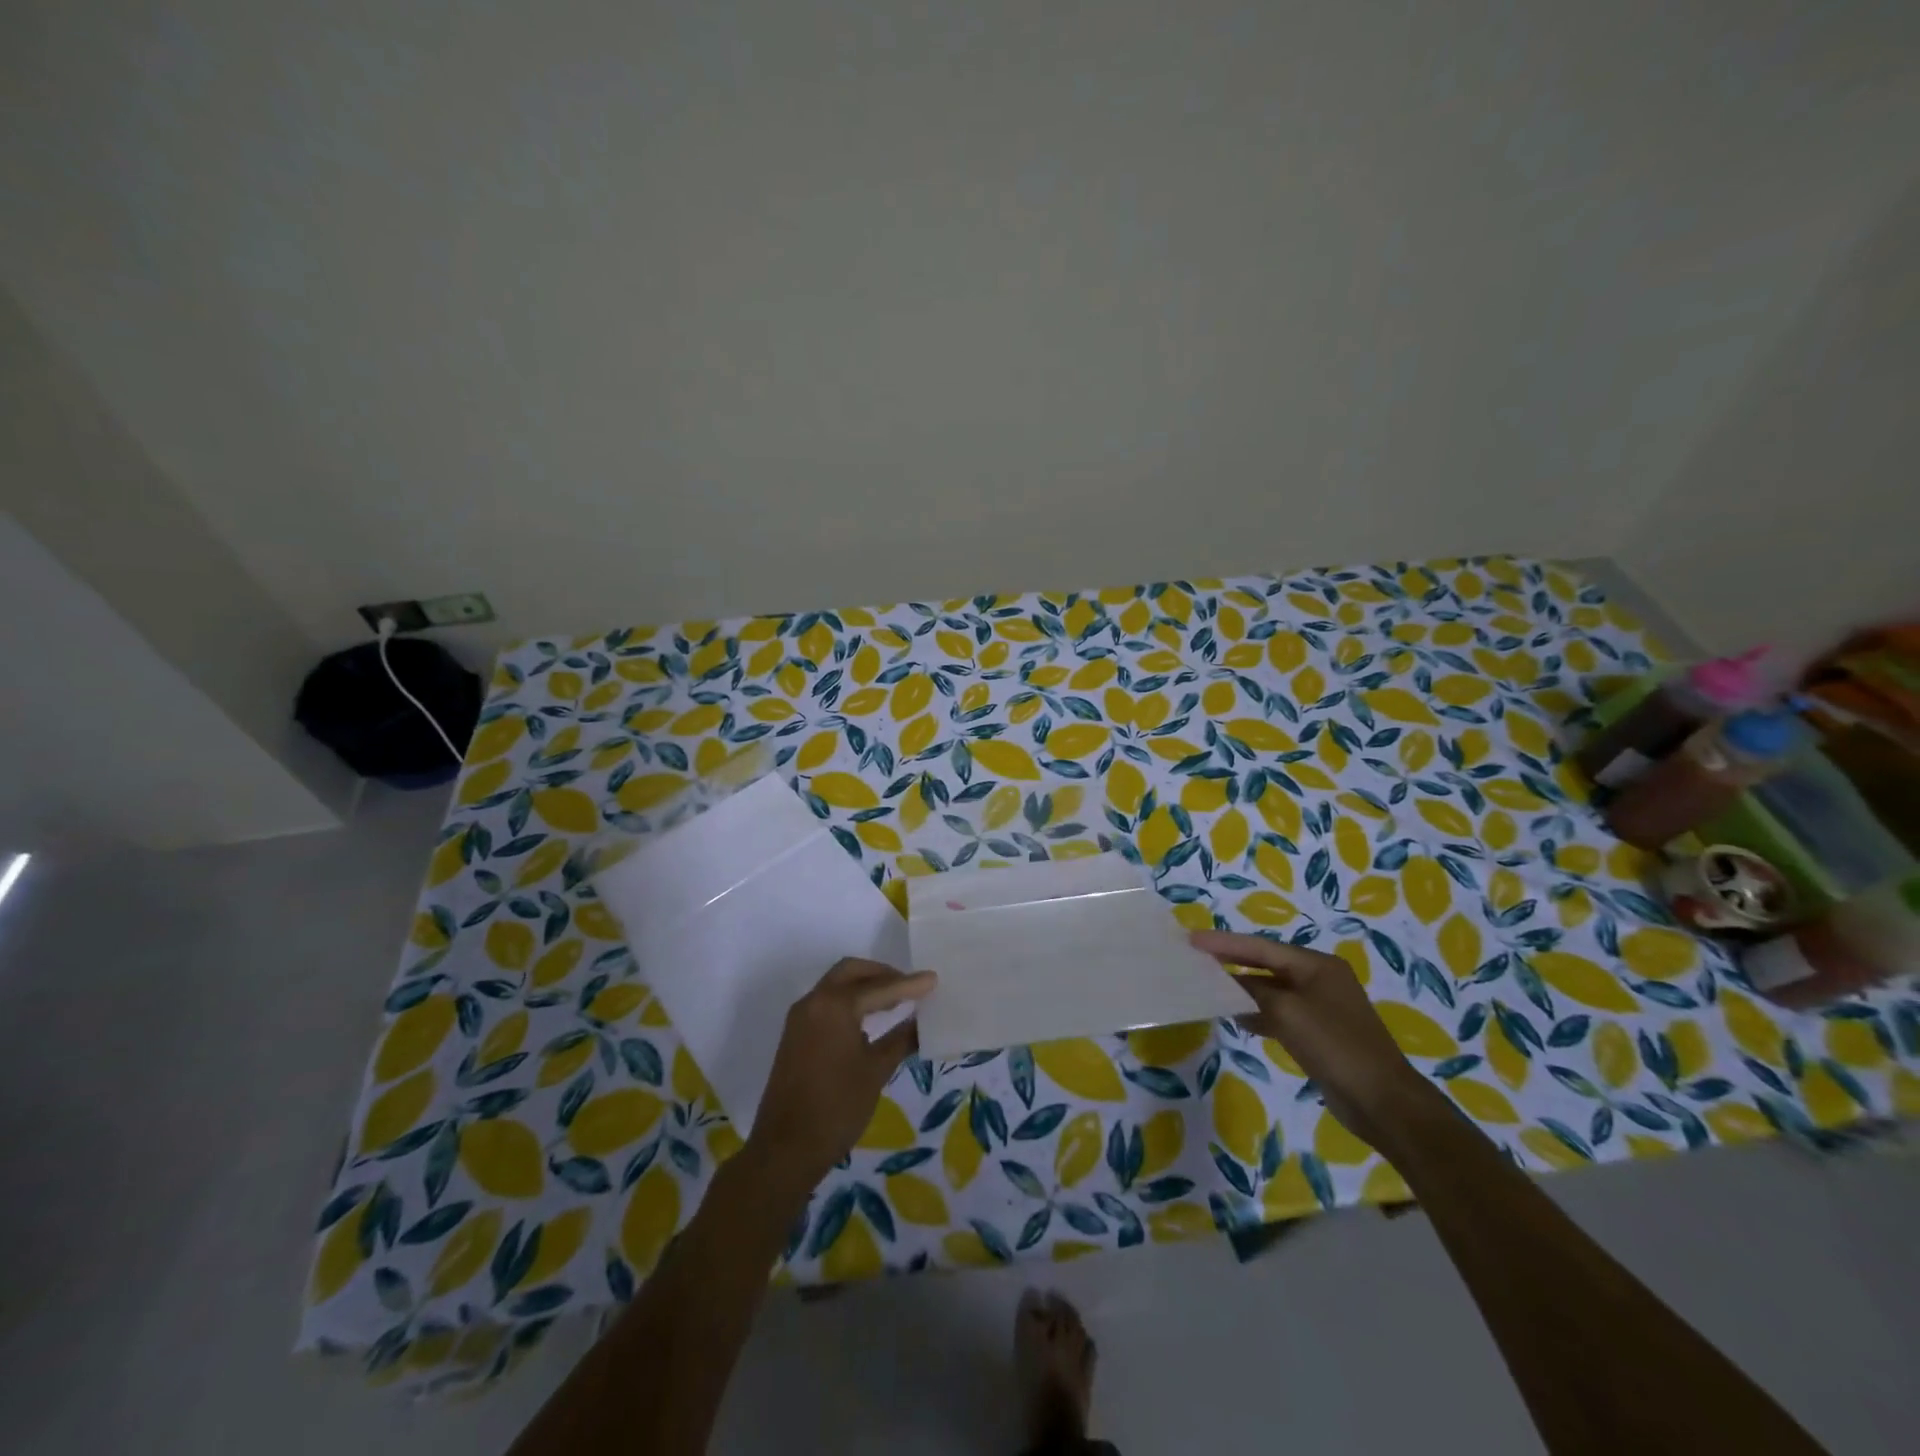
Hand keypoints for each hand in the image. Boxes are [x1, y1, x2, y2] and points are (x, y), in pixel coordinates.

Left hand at [743, 959, 936, 1196]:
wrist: (786, 1149)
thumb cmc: (837, 1107)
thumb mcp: (876, 1071)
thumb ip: (901, 1040)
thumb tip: (922, 1022)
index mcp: (834, 1005)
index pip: (879, 987)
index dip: (909, 985)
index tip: (933, 979)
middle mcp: (814, 1002)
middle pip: (851, 972)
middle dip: (881, 974)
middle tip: (909, 987)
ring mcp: (800, 1018)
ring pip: (835, 985)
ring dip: (864, 986)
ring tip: (895, 1001)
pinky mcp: (795, 1035)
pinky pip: (826, 1003)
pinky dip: (849, 1001)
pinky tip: (868, 1021)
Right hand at [1191, 930, 1427, 1148]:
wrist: (1383, 1103)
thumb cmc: (1335, 1046)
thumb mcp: (1287, 1012)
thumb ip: (1253, 991)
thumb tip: (1228, 983)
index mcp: (1317, 965)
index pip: (1261, 947)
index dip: (1225, 943)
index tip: (1192, 940)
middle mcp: (1319, 979)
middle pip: (1266, 965)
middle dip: (1232, 962)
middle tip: (1195, 960)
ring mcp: (1320, 1007)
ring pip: (1271, 990)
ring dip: (1242, 990)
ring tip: (1208, 988)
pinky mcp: (1318, 1033)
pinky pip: (1279, 1013)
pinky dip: (1257, 1013)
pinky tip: (1237, 1019)